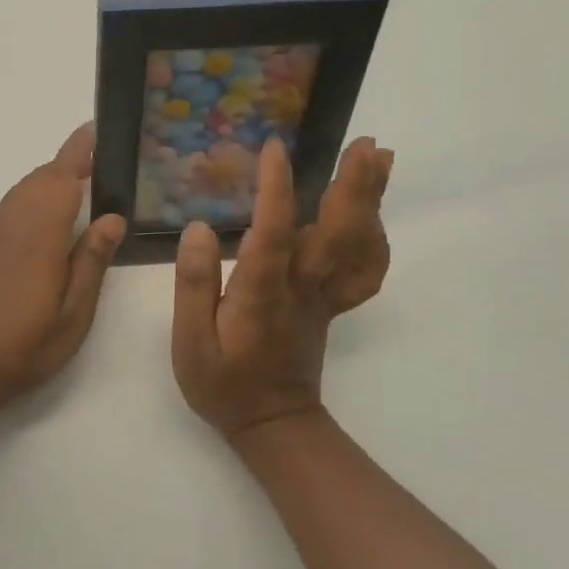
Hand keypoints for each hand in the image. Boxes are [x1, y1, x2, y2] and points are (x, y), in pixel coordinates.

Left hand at [0, 123, 126, 408]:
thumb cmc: (28, 345)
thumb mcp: (74, 313)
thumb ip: (91, 260)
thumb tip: (114, 216)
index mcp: (39, 235)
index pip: (61, 178)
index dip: (79, 151)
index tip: (97, 129)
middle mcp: (14, 223)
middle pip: (43, 177)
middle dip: (71, 162)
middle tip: (105, 162)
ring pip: (26, 188)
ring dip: (53, 177)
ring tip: (85, 182)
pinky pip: (14, 203)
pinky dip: (35, 193)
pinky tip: (51, 213)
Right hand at [172, 136, 392, 442]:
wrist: (271, 424)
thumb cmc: (223, 382)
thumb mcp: (190, 341)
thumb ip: (195, 285)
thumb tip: (199, 229)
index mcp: (262, 293)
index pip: (273, 232)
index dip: (277, 189)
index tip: (274, 148)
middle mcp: (302, 288)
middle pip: (337, 233)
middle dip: (353, 186)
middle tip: (365, 144)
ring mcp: (324, 296)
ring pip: (358, 245)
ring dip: (372, 200)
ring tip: (378, 159)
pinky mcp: (333, 304)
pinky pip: (366, 271)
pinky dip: (376, 239)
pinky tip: (372, 214)